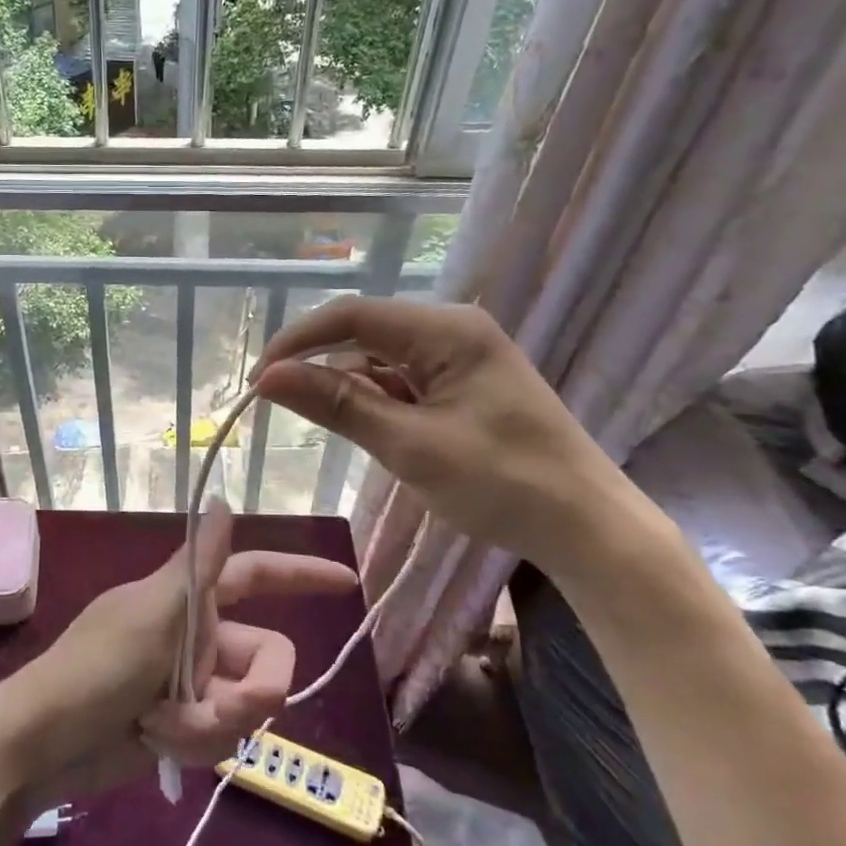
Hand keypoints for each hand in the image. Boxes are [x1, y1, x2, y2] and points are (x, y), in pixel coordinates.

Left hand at [0, 502, 357, 807]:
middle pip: (268, 659)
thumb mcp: (151, 614)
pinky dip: (194, 743)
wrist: (43, 745)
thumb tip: (222, 500)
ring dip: (211, 724)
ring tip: (162, 726)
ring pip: (247, 708)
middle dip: (253, 692)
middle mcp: (198, 635)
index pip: (256, 574)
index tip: (346, 582)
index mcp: (190, 598)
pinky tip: (154, 741)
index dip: (300, 574)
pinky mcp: (184, 725)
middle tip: (219, 709)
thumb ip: (197, 568)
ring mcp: (192, 683)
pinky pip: (221, 738)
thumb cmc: (94, 668)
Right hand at [251, 297, 651, 581]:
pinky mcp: (461, 386)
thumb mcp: (411, 446)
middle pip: (364, 334)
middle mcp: (452, 330)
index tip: (257, 379)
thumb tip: (268, 378)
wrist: (588, 528)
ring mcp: (459, 358)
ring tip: (325, 425)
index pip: (352, 316)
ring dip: (347, 388)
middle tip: (277, 404)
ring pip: (379, 360)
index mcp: (447, 330)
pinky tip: (369, 429)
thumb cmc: (504, 484)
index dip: (297, 342)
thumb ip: (338, 406)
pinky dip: (375, 403)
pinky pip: (401, 382)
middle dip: (319, 366)